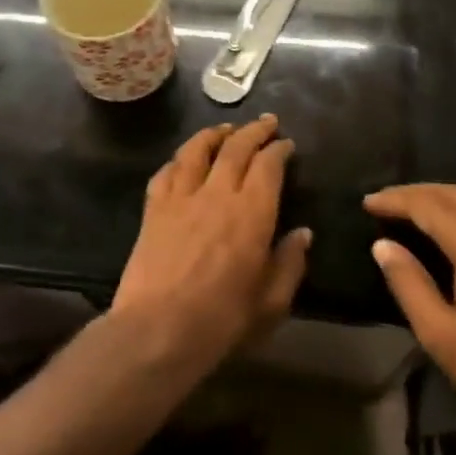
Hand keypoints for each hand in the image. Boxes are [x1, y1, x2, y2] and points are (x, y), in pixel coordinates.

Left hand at [113, 116, 310, 371]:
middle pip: (236, 147)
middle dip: (254, 130)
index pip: (268, 165)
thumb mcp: (271, 302)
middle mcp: (218, 193)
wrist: (157, 331)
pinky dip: (179, 159)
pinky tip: (184, 160)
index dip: (279, 149)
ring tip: (226, 129)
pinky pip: (166, 171)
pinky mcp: (154, 208)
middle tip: (266, 123)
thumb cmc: (222, 321)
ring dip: (215, 133)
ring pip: (198, 149)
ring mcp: (181, 197)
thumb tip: (302, 233)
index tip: (286, 144)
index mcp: (252, 212)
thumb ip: (289, 263)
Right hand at [367, 184, 455, 444]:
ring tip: (409, 215)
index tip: (366, 202)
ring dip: (440, 202)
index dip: (395, 200)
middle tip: (383, 203)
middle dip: (416, 193)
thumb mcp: (443, 336)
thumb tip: (382, 246)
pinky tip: (449, 237)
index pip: (428, 205)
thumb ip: (409, 285)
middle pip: (453, 195)